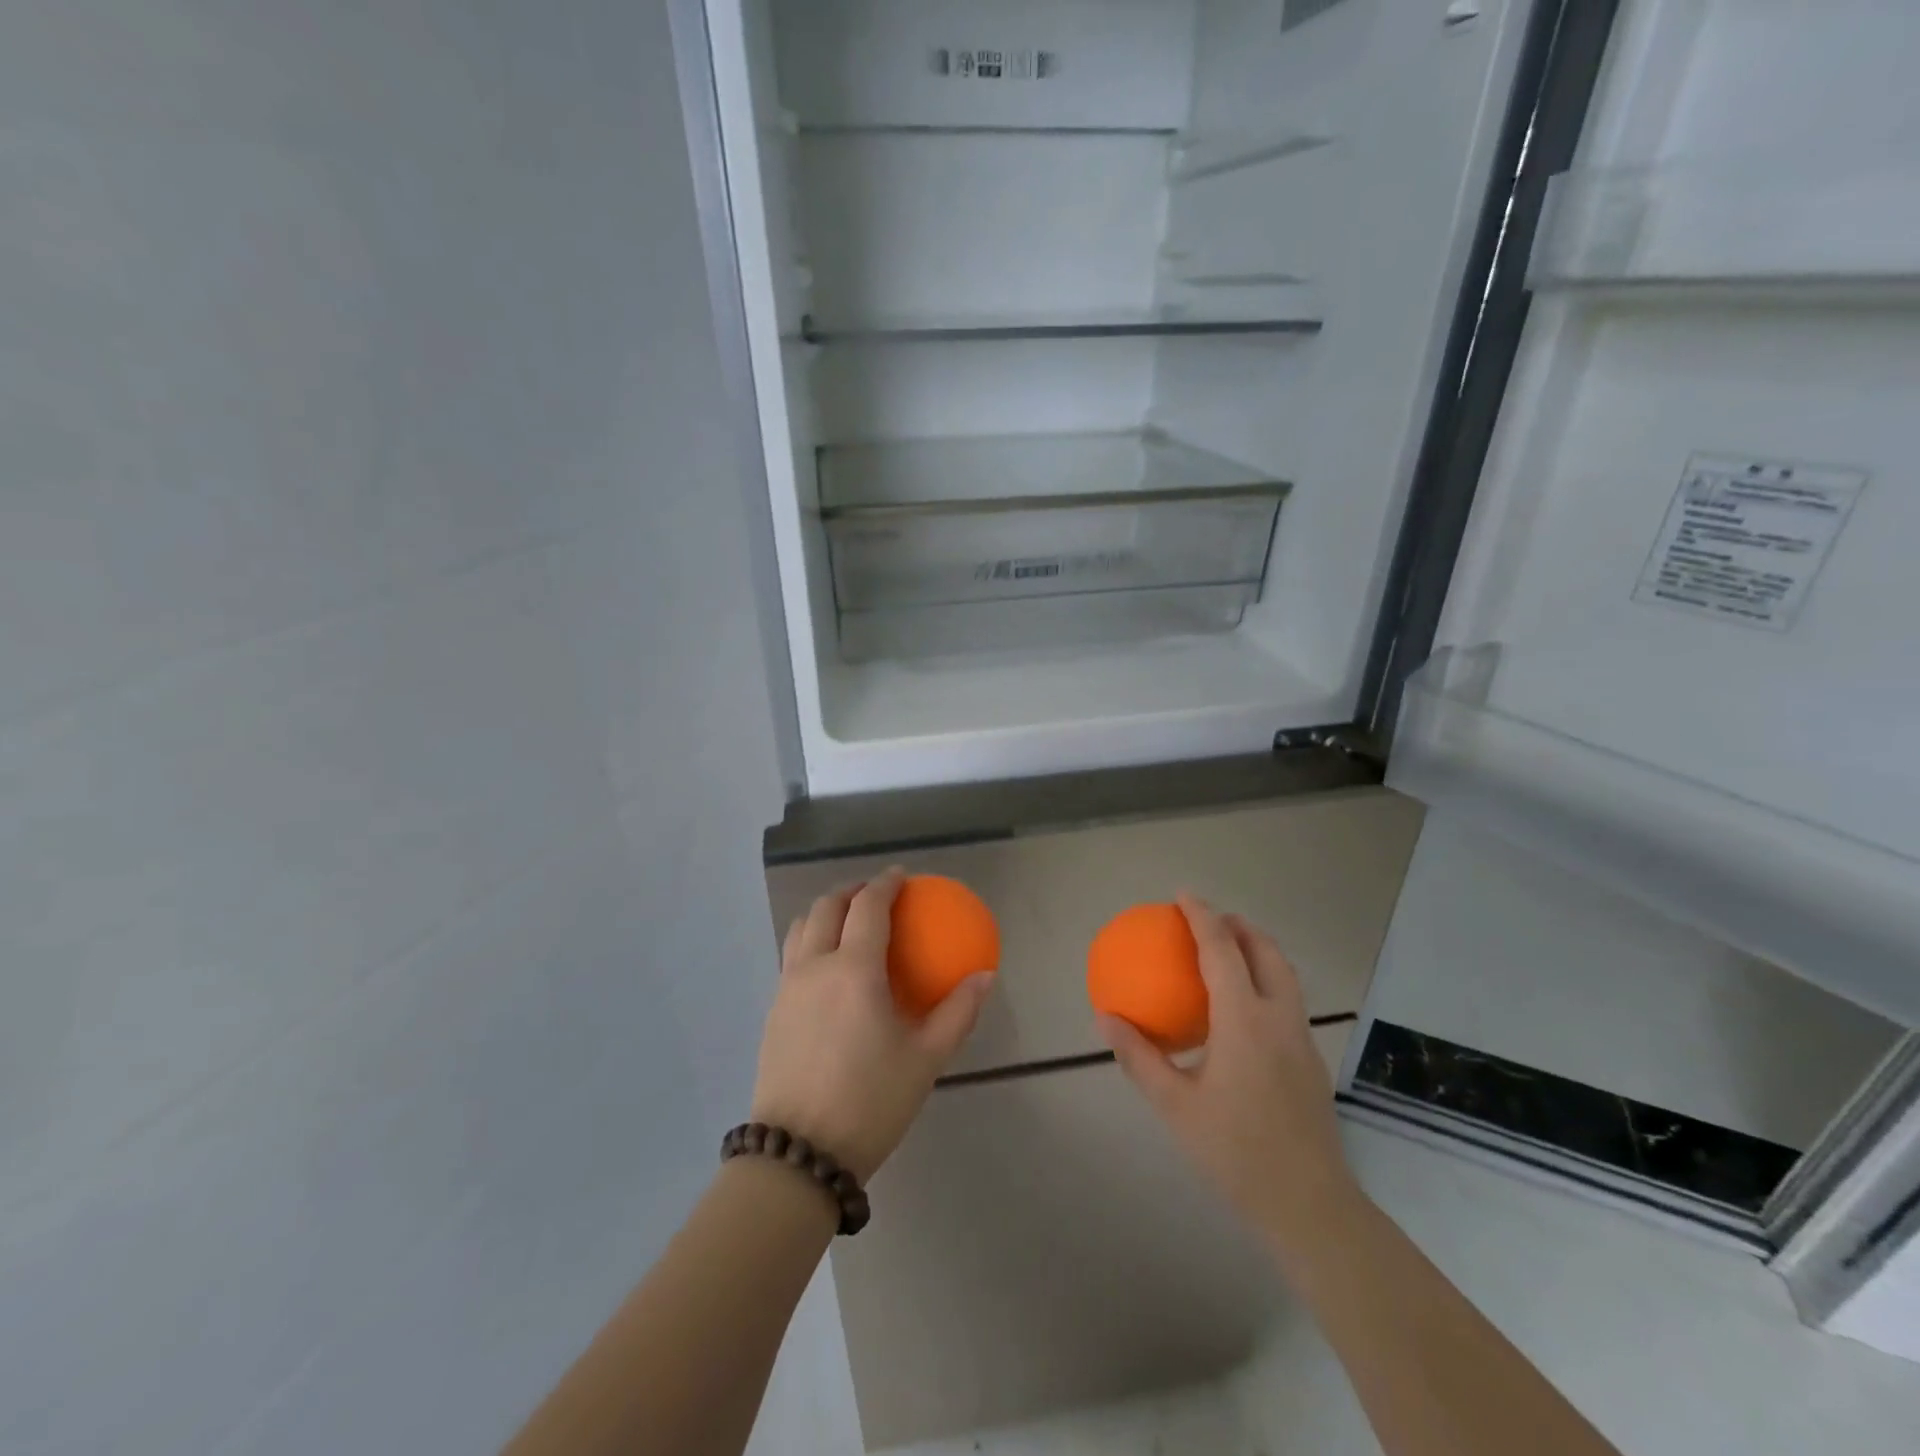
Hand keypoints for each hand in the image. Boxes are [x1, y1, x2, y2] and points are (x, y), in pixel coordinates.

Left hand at [751, 869, 993, 1181]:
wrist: (798, 1154)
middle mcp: (814, 967)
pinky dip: (811, 941)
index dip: (885, 884)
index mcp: (854, 970)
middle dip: (851, 891)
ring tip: (848, 922)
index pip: (868, 907)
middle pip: (826, 907)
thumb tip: (985, 976)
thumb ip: (958, 1013)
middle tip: (875, 895)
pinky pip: (792, 956)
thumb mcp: (925, 1060)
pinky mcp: (773, 1011)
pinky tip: (830, 969)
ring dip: (825, 912)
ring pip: (801, 928)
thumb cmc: (870, 1102)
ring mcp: (787, 988)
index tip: (901, 877)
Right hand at [1098, 893, 1362, 1255]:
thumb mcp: (1175, 1105)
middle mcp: (1278, 1018)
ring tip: (1230, 950)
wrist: (1310, 1205)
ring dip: (1258, 950)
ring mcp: (1301, 1039)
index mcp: (1244, 1021)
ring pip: (1285, 975)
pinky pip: (1288, 1000)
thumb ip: (1139, 1057)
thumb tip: (1105, 1018)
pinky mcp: (1310, 1060)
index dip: (1202, 916)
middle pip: (1266, 952)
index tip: (1183, 895)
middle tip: (1210, 918)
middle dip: (1239, 925)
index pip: (1222, 951)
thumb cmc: (1235, 1152)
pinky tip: (1243, 1010)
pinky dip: (1266, 980)